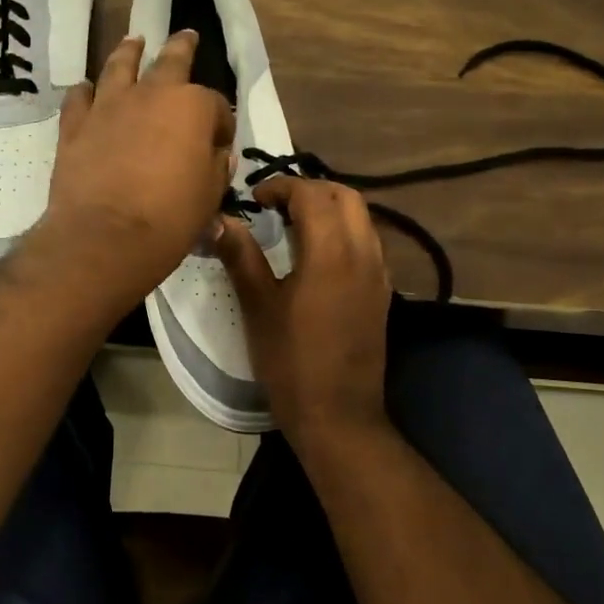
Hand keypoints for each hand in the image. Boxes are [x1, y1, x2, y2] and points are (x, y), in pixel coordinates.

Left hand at [31, 31, 234, 309]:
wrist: (105, 236)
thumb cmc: (170, 218)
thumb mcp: (209, 196)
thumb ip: (216, 168)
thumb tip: (217, 154)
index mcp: (193, 107)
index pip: (216, 106)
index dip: (221, 125)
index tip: (220, 144)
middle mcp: (151, 94)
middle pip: (170, 61)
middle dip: (182, 47)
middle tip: (186, 35)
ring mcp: (109, 105)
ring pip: (119, 66)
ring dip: (129, 51)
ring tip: (134, 41)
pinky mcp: (76, 125)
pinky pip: (79, 97)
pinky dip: (85, 91)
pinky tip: (86, 89)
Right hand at [215, 175, 391, 437]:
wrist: (339, 417)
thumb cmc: (291, 362)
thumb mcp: (258, 307)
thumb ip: (242, 257)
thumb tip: (221, 220)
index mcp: (331, 253)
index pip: (312, 195)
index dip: (282, 186)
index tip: (255, 198)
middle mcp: (363, 254)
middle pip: (345, 196)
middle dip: (310, 190)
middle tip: (275, 205)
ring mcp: (378, 274)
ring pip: (361, 217)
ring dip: (329, 208)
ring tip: (293, 224)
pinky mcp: (382, 293)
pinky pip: (367, 242)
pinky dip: (343, 230)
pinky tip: (316, 255)